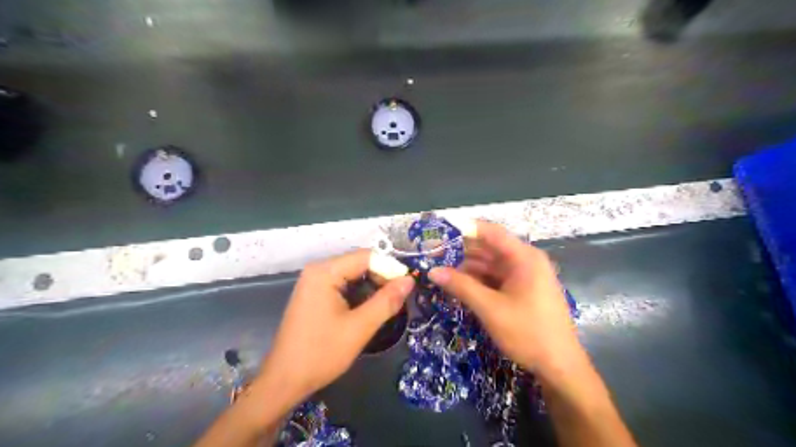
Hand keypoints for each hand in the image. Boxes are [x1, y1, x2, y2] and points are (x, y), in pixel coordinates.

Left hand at [258, 249, 412, 406]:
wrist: (285, 381)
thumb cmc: (321, 353)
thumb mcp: (359, 327)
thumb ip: (386, 301)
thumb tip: (409, 280)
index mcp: (325, 272)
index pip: (367, 257)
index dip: (390, 268)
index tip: (407, 286)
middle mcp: (318, 270)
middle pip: (359, 263)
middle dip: (382, 278)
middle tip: (400, 298)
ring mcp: (314, 282)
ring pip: (353, 274)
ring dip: (372, 287)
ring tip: (389, 304)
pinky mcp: (315, 294)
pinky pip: (343, 285)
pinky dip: (359, 293)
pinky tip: (370, 308)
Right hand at [429, 221, 582, 376]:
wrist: (560, 366)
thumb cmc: (528, 333)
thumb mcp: (490, 309)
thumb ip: (461, 286)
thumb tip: (432, 271)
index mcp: (524, 257)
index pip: (491, 232)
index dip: (465, 229)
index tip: (440, 231)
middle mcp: (526, 261)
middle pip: (489, 248)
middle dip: (462, 251)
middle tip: (434, 254)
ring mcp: (525, 276)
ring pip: (491, 264)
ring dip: (467, 267)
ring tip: (440, 270)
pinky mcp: (522, 290)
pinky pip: (496, 278)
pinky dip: (478, 280)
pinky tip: (458, 284)